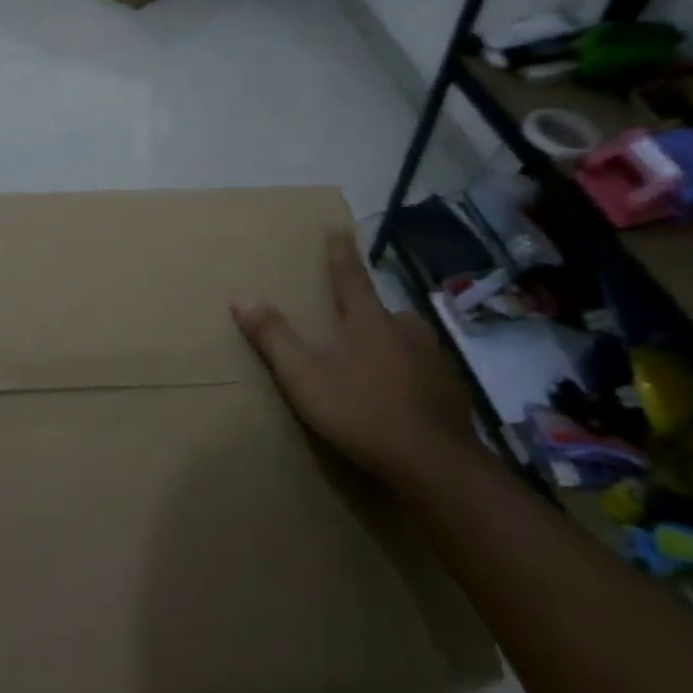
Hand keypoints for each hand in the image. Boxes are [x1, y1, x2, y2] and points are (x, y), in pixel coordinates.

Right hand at [232, 232, 471, 485]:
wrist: (434, 462)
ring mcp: (434, 359)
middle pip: (382, 309)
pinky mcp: (451, 389)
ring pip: (408, 338)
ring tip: (377, 359)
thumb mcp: (304, 376)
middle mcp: (406, 329)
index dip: (341, 253)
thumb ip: (273, 337)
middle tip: (353, 319)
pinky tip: (403, 395)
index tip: (339, 230)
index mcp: (369, 320)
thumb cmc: (362, 411)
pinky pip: (425, 369)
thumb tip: (242, 296)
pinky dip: (411, 373)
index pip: (350, 276)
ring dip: (392, 341)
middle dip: (367, 310)